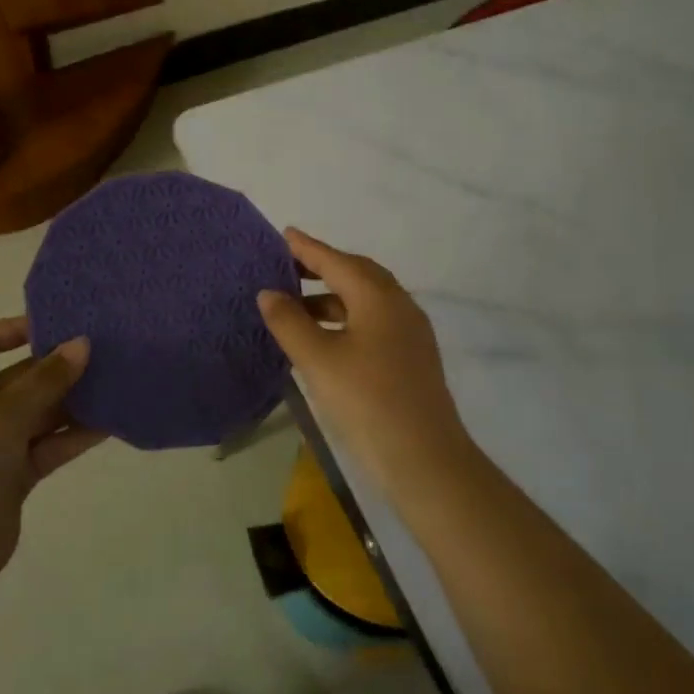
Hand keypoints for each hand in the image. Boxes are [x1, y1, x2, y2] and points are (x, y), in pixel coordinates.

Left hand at [0, 318, 102, 590]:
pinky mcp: (16, 475)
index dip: (16, 328)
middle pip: (22, 376)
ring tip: (116, 384)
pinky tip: (110, 424)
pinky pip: (50, 444)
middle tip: (105, 352)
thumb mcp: (4, 415)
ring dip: (74, 400)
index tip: (59, 326)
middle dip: (59, 365)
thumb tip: (82, 344)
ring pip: (41, 412)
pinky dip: (75, 435)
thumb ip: (46, 380)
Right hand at [257, 229, 475, 505]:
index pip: (337, 261)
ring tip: (298, 307)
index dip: (308, 248)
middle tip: (289, 267)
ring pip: (367, 301)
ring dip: (333, 297)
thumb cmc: (366, 401)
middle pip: (358, 274)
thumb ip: (290, 322)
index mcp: (379, 297)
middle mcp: (400, 306)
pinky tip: (326, 338)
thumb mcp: (318, 360)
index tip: (284, 234)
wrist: (425, 459)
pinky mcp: (412, 358)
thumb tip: (269, 293)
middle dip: (323, 268)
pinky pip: (374, 322)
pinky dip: (347, 319)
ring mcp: (411, 333)